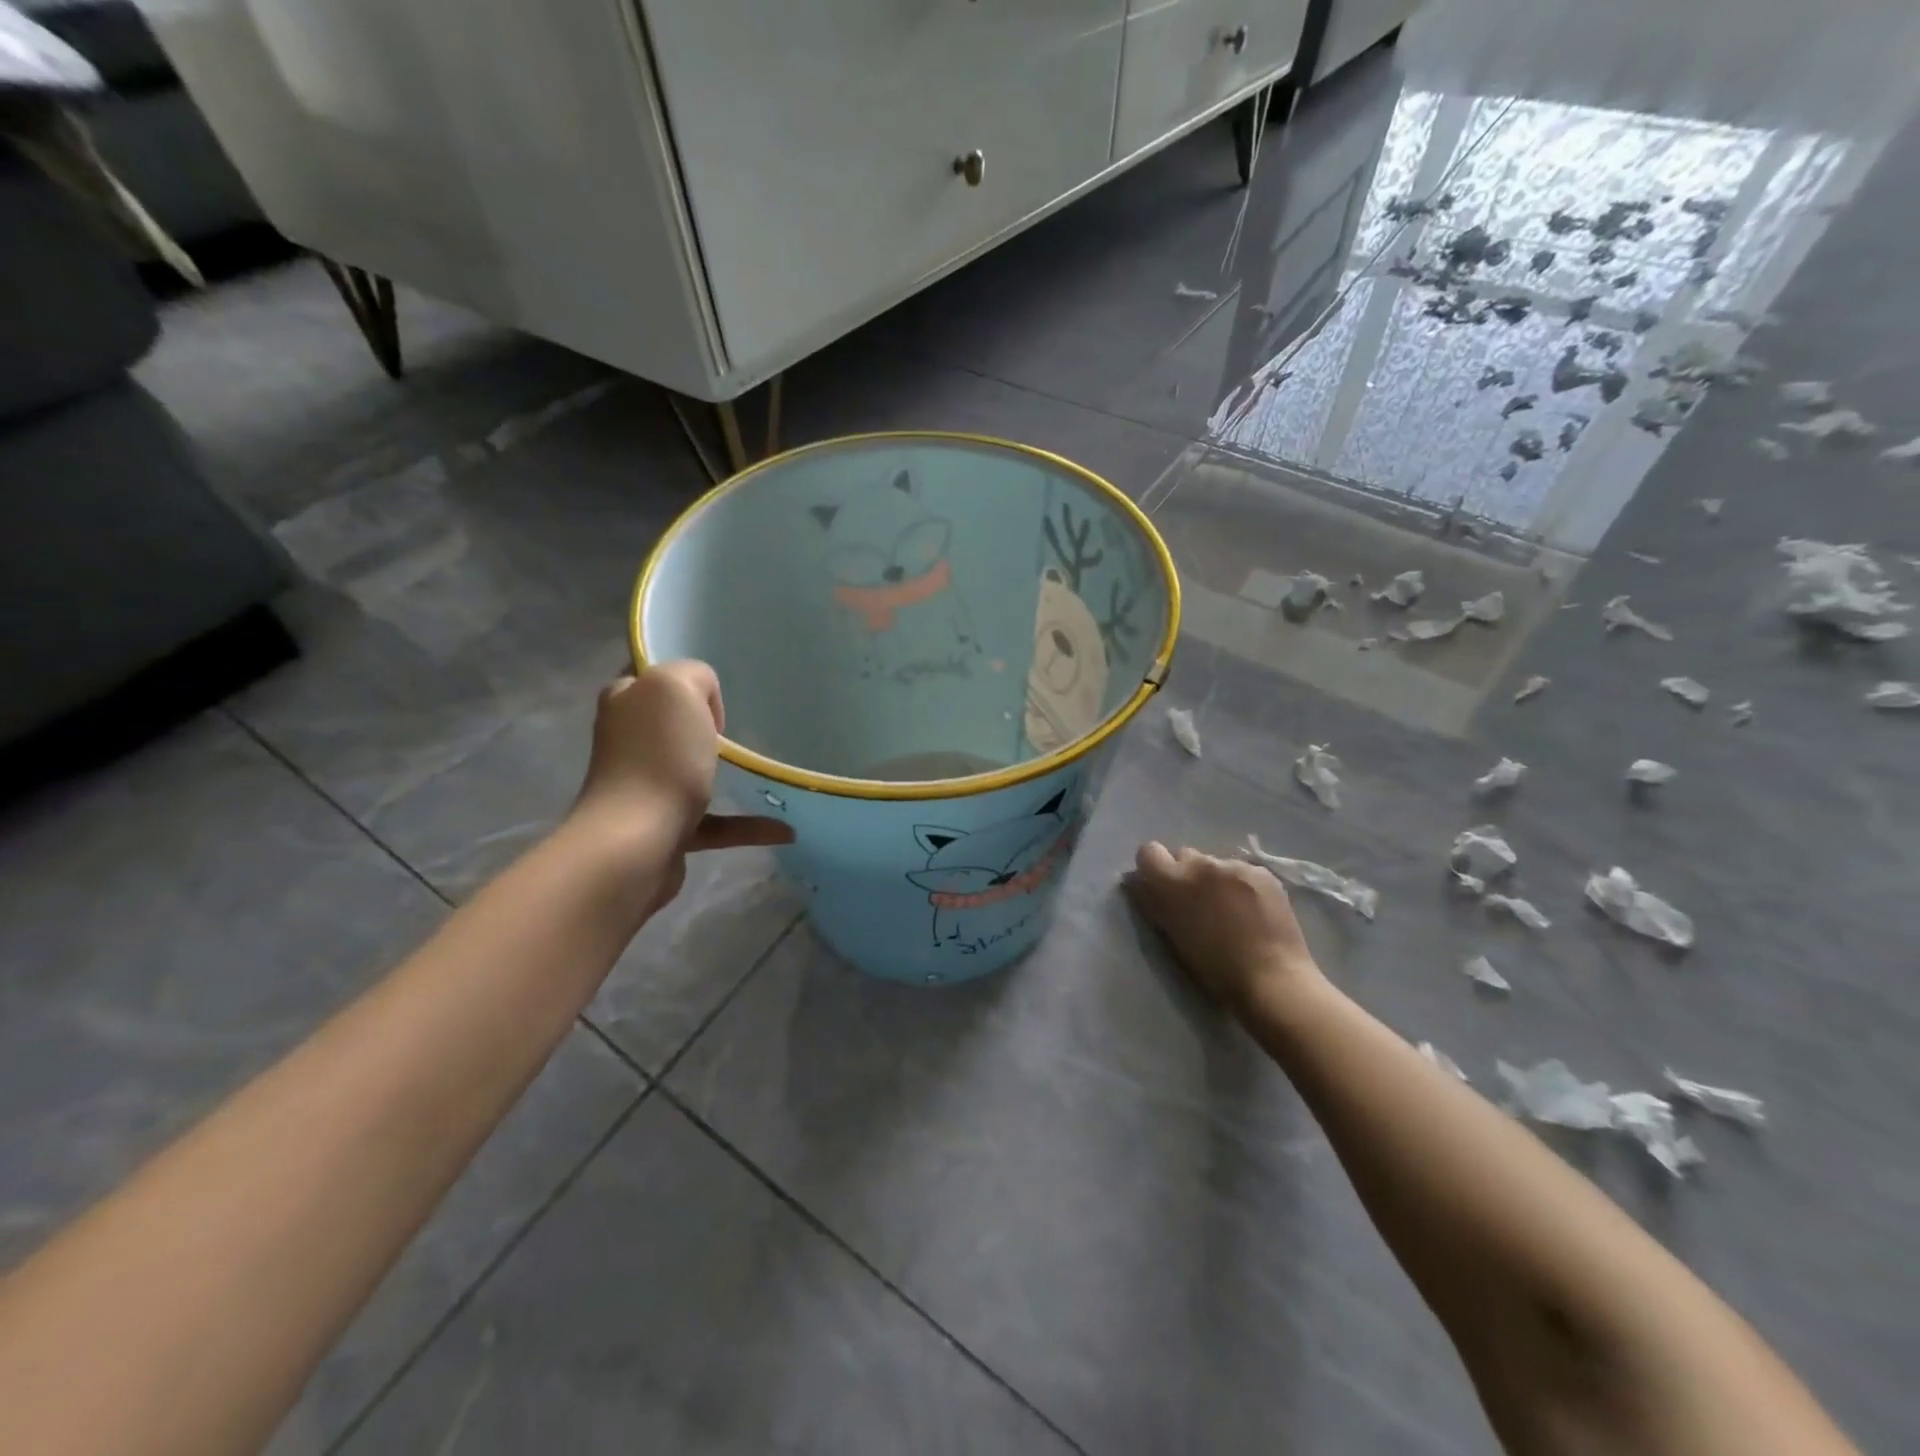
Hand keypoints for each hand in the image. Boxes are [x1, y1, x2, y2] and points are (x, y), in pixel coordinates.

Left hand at [570, 665, 791, 909]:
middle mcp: (629, 741)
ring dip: (728, 773)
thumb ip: (694, 675)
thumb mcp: (677, 686)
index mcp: (626, 702)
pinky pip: (716, 822)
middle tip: (744, 729)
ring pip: (693, 771)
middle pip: (674, 723)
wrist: (637, 843)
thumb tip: (704, 704)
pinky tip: (785, 829)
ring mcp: (645, 787)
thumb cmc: (659, 757)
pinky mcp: (665, 828)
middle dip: (708, 725)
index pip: (652, 676)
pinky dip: (748, 824)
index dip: (685, 679)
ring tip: (766, 773)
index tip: (719, 690)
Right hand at [1123, 843, 1326, 1012]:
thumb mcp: (1172, 935)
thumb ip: (1153, 903)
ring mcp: (1235, 866)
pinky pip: (1242, 871)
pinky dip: (1242, 885)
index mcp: (1173, 881)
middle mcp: (1202, 864)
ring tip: (1231, 909)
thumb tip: (1137, 882)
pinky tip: (1253, 910)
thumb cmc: (1214, 968)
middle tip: (1198, 903)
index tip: (1160, 887)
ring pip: (1215, 863)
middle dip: (1186, 873)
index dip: (1152, 868)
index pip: (1148, 852)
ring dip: (1215, 879)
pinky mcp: (1263, 872)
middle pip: (1184, 855)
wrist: (1272, 979)